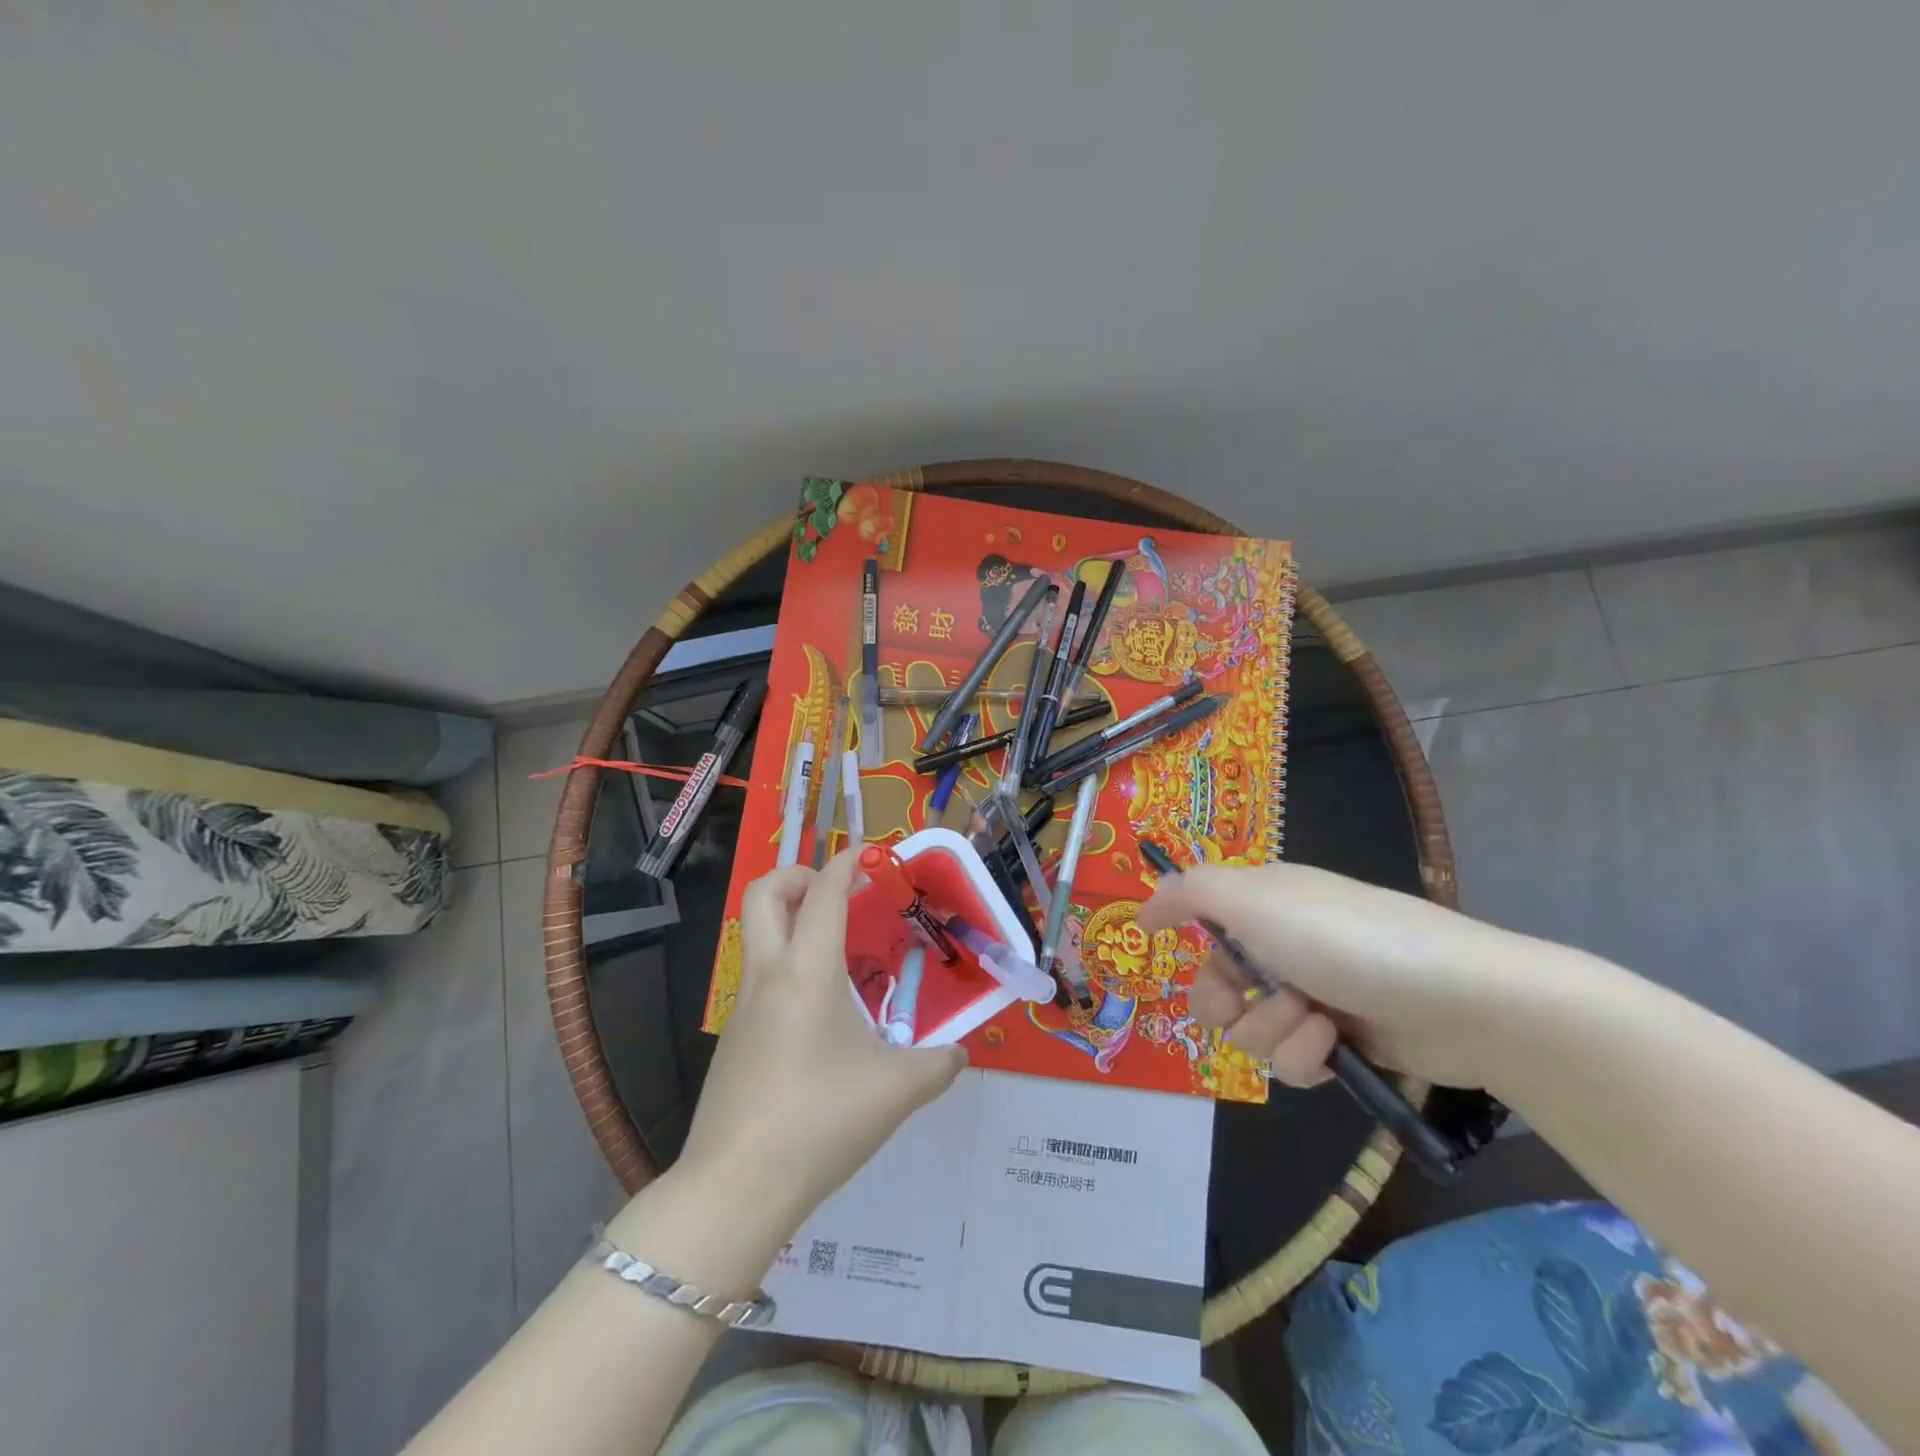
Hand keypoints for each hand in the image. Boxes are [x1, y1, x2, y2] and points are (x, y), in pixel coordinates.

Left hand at [675, 850, 967, 1239]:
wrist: (736, 1188)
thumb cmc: (820, 1121)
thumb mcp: (896, 1091)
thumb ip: (938, 1065)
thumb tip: (959, 1055)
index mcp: (807, 971)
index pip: (826, 893)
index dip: (848, 862)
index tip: (872, 853)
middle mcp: (769, 975)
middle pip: (763, 893)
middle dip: (799, 875)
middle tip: (837, 893)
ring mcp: (743, 1007)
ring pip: (758, 936)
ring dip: (793, 923)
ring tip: (841, 956)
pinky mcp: (734, 1039)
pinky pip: (760, 980)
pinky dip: (789, 969)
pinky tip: (822, 1019)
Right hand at [1138, 863, 1581, 1088]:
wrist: (1460, 1000)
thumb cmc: (1344, 939)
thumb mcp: (1253, 900)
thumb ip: (1188, 894)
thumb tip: (1142, 910)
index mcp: (1265, 902)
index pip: (1203, 919)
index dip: (1190, 943)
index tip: (1173, 954)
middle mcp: (1285, 944)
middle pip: (1218, 985)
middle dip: (1226, 1002)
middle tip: (1245, 1001)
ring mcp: (1315, 993)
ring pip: (1251, 1029)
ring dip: (1273, 1030)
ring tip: (1314, 1021)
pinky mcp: (1343, 1042)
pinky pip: (1292, 1061)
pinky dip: (1305, 1056)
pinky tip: (1333, 1046)